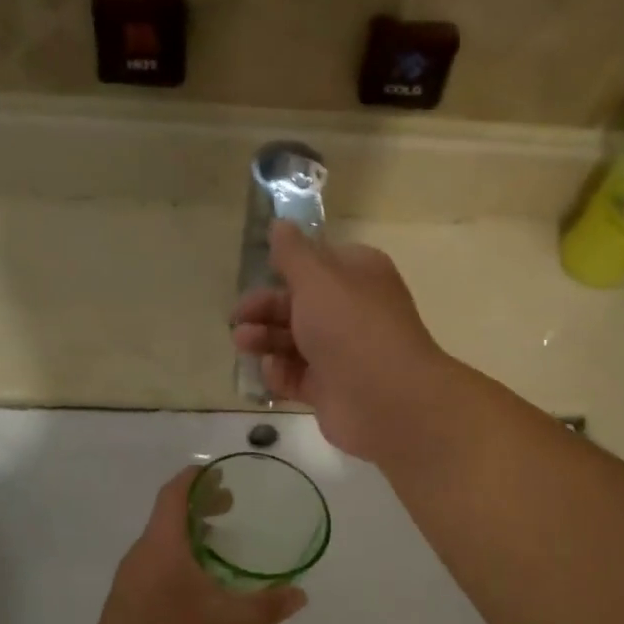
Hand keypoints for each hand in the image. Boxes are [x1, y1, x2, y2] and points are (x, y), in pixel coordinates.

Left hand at [81, 467, 306, 623]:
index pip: (174, 493)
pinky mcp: (128, 600)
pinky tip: (199, 584)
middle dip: (200, 505)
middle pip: (169, 514)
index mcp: (162, 544)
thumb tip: (300, 594)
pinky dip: (179, 556)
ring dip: (189, 533)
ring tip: (219, 543)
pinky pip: (156, 563)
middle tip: (231, 506)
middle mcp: (143, 552)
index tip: (220, 473)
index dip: (196, 477)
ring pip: (162, 541)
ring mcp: (131, 577)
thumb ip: (266, 607)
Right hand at [230, 221, 448, 462]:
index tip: (261, 272)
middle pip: (299, 304)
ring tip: (242, 343)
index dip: (288, 268)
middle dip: (266, 308)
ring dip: (265, 339)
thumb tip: (280, 224)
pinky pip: (296, 376)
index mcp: (358, 275)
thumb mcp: (317, 278)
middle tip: (238, 318)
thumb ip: (293, 253)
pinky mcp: (330, 389)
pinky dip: (280, 374)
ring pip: (294, 341)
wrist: (385, 399)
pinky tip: (270, 372)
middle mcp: (352, 312)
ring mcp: (341, 353)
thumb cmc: (350, 326)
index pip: (319, 264)